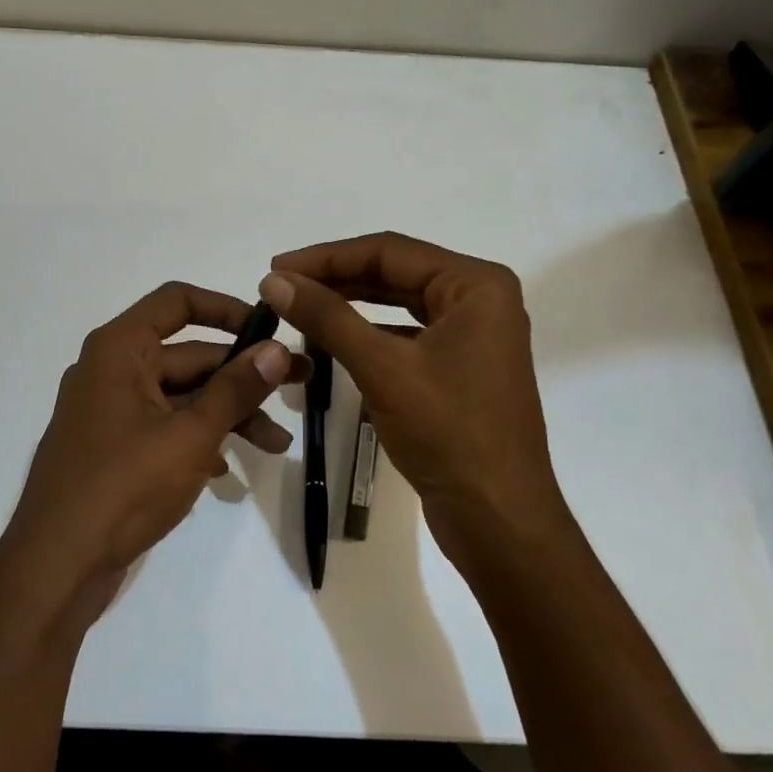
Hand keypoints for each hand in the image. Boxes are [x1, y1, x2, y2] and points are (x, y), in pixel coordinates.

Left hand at [0, 282, 296, 626]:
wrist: (54, 569)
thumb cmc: (122, 487)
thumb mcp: (190, 435)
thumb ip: (235, 389)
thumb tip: (277, 349)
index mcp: (120, 349)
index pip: (177, 301)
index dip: (226, 308)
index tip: (269, 329)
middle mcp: (112, 370)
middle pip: (188, 355)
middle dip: (243, 374)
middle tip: (298, 385)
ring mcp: (110, 411)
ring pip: (181, 396)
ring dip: (228, 414)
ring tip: (277, 445)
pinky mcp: (113, 449)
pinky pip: (164, 428)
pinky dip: (197, 440)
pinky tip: (227, 470)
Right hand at [261, 233, 567, 566]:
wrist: (499, 520)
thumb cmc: (449, 433)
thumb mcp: (382, 368)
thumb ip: (327, 317)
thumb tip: (274, 280)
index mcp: (476, 285)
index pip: (389, 251)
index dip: (327, 257)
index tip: (276, 267)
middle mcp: (480, 299)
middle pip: (395, 272)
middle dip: (336, 278)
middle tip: (280, 286)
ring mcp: (473, 334)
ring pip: (399, 303)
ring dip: (349, 304)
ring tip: (298, 306)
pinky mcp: (460, 365)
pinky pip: (406, 333)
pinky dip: (368, 333)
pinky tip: (331, 340)